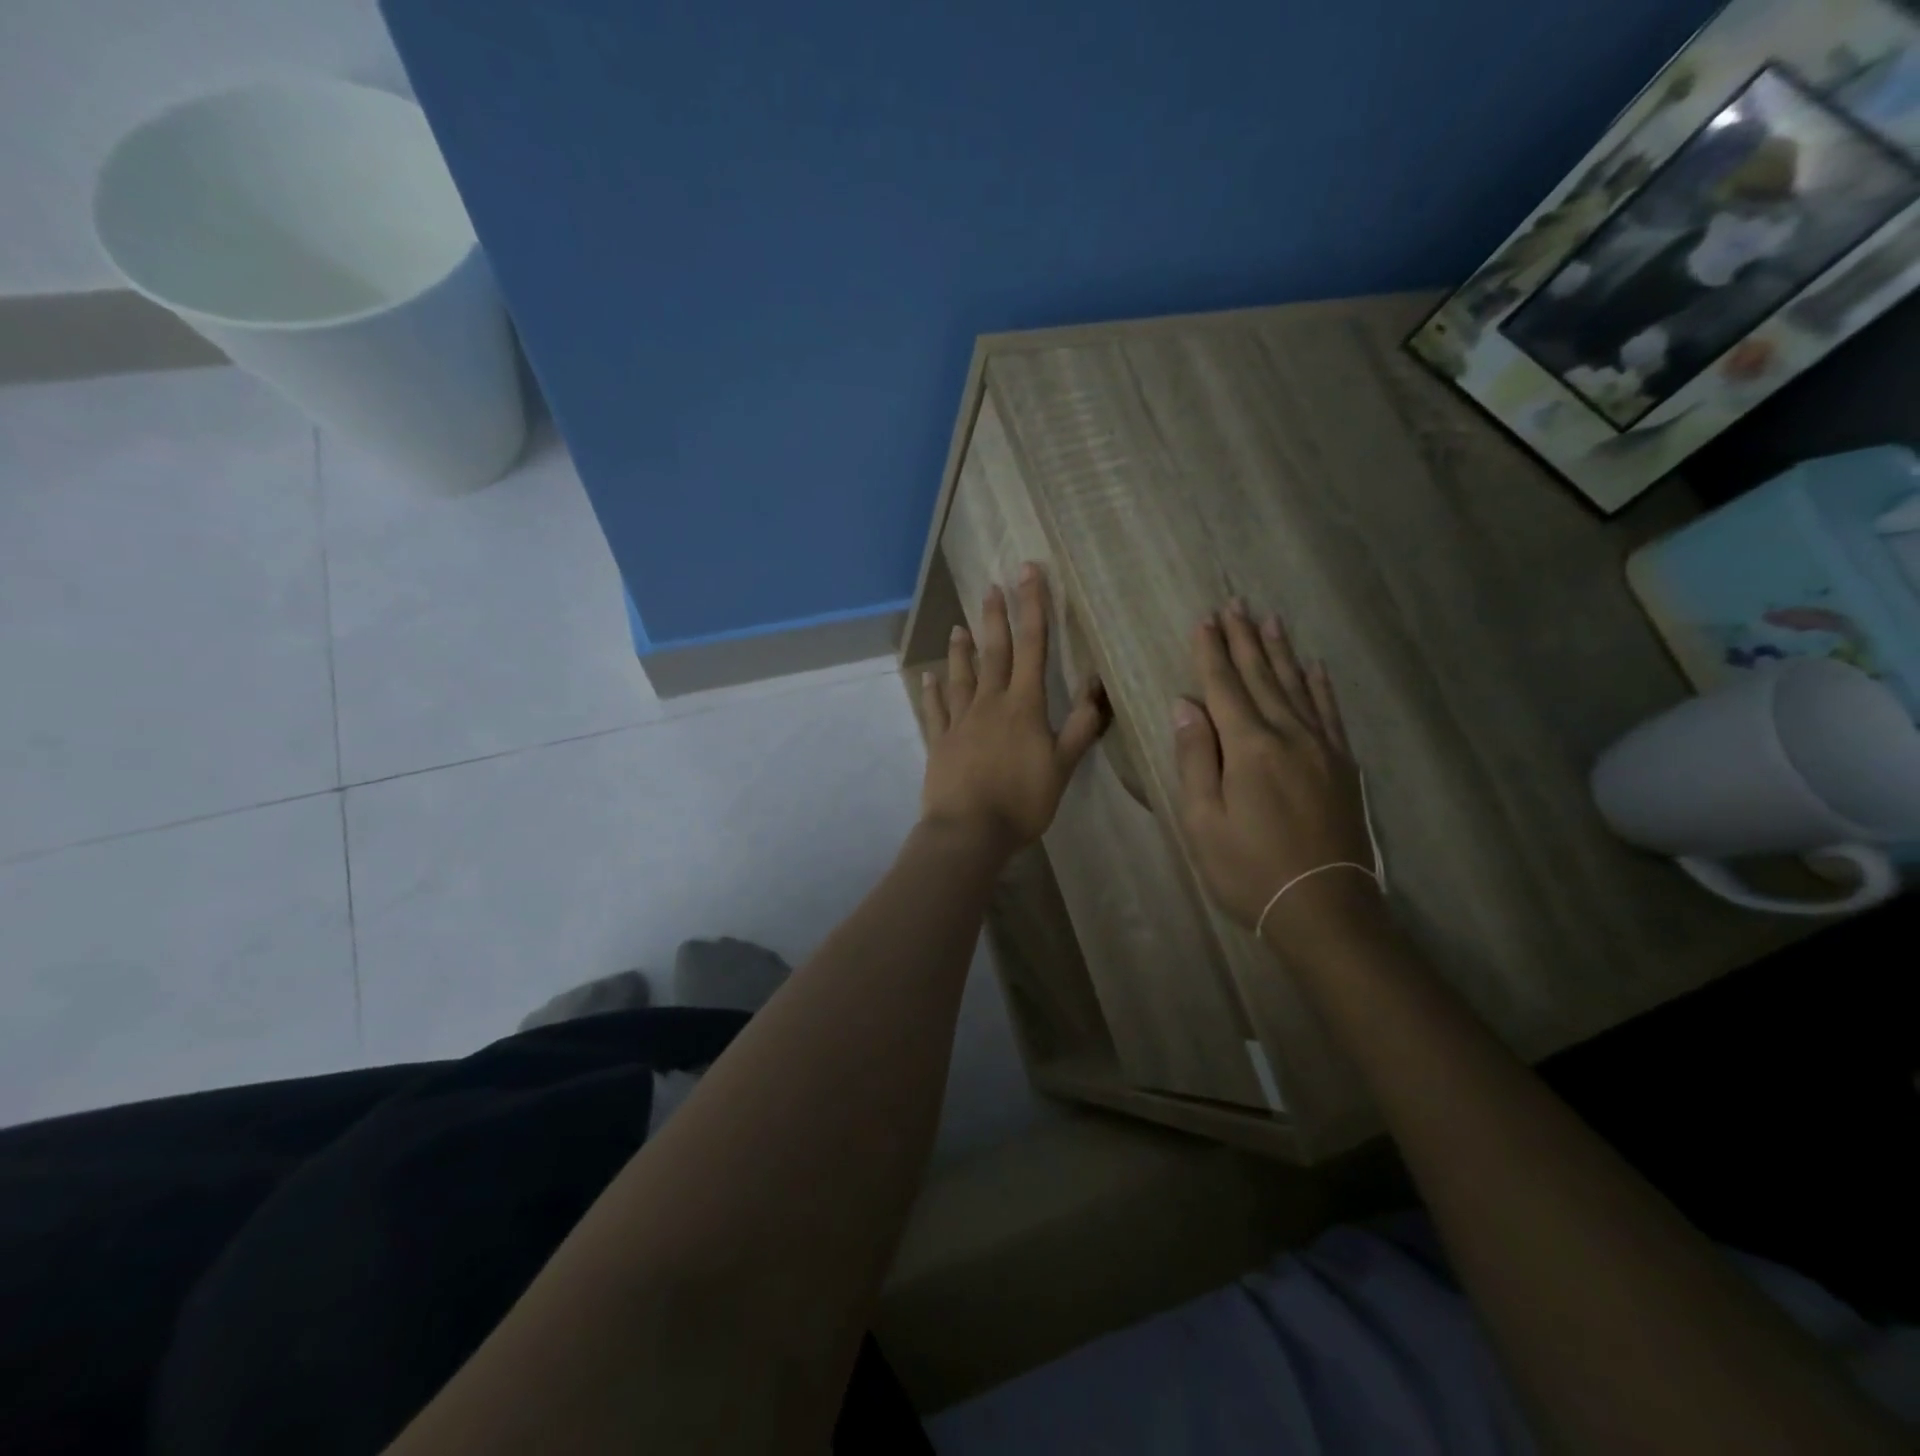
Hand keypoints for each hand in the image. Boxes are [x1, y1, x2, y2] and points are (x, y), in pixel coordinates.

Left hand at [920, 563, 1106, 855]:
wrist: (969, 831)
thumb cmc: (1022, 801)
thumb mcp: (1062, 768)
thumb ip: (1080, 728)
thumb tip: (1098, 688)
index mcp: (1023, 706)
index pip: (1032, 647)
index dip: (1033, 607)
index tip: (1028, 572)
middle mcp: (990, 704)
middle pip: (994, 652)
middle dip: (996, 617)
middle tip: (991, 586)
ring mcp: (960, 721)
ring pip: (962, 676)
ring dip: (962, 650)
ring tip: (959, 626)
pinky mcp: (940, 742)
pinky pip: (935, 711)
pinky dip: (932, 692)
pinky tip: (928, 678)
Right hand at [1171, 600, 1381, 940]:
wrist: (1323, 908)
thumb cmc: (1248, 869)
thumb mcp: (1202, 820)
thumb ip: (1194, 758)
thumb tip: (1185, 704)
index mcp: (1249, 748)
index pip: (1224, 688)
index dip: (1211, 652)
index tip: (1204, 620)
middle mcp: (1289, 736)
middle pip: (1262, 677)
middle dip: (1245, 640)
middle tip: (1236, 603)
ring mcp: (1322, 749)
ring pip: (1298, 687)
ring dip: (1281, 652)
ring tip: (1270, 620)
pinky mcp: (1343, 767)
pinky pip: (1330, 713)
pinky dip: (1321, 686)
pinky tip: (1316, 667)